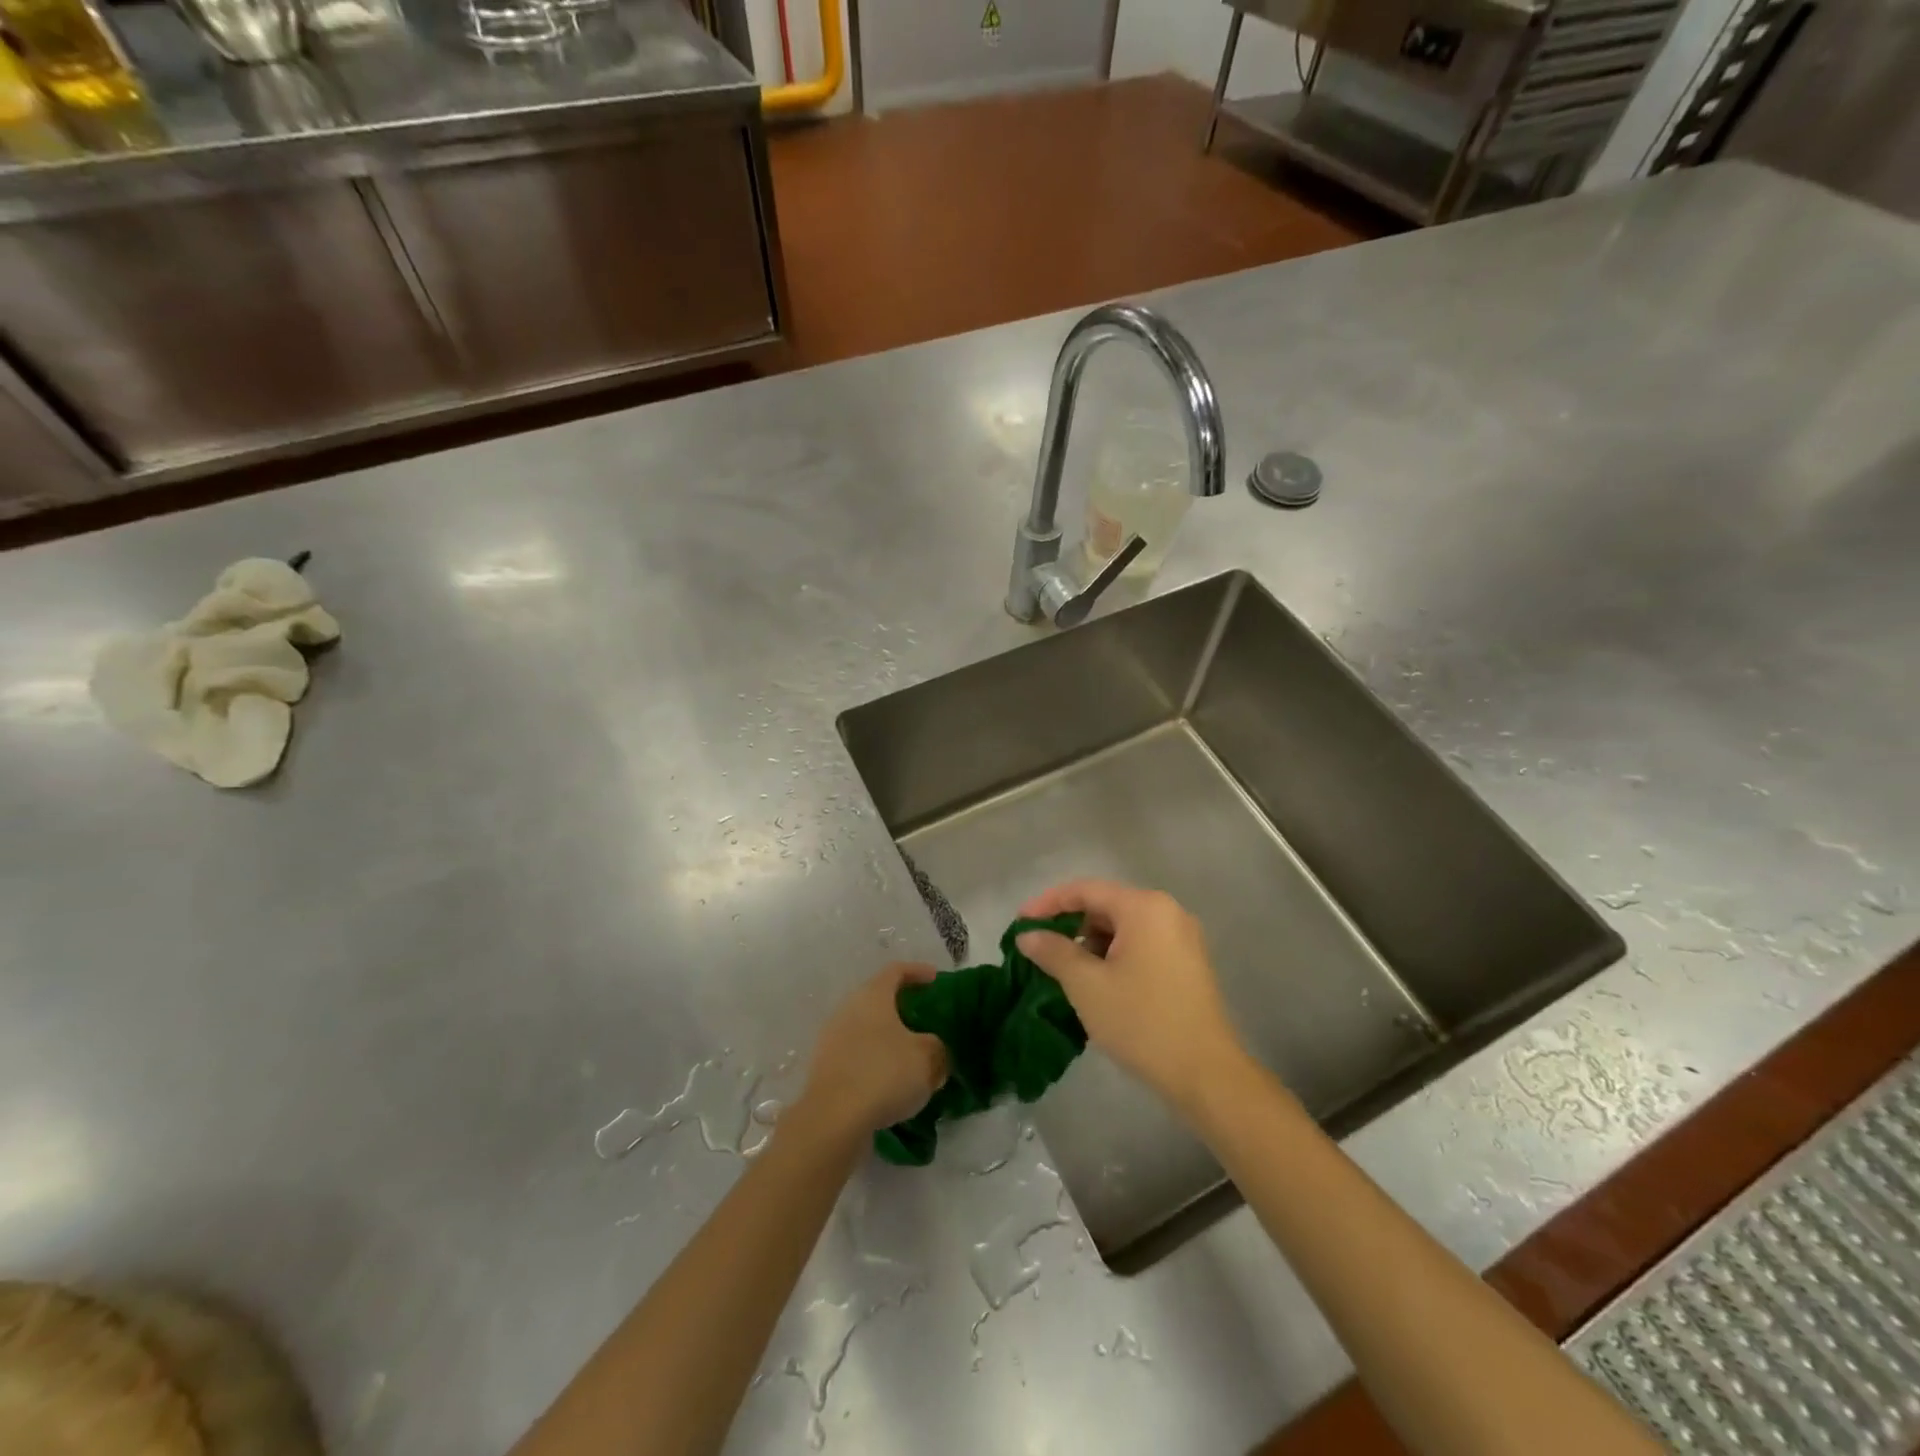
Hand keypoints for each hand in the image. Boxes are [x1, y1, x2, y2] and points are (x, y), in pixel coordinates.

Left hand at [794, 964, 948, 1138]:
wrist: (833, 1120)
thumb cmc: (884, 1074)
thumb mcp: (927, 1058)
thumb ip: (937, 1048)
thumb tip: (934, 1050)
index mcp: (872, 996)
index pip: (896, 970)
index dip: (918, 971)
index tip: (935, 978)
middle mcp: (848, 1010)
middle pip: (877, 999)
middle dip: (901, 1007)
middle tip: (924, 1018)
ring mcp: (832, 1039)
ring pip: (866, 1029)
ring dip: (887, 1038)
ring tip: (910, 1055)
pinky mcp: (825, 1069)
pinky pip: (856, 1055)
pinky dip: (874, 1061)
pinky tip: (890, 1082)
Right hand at [1017, 880, 1241, 1107]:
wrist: (1206, 1074)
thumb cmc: (1142, 1022)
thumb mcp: (1087, 985)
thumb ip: (1053, 952)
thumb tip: (1028, 935)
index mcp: (1144, 907)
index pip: (1085, 890)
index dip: (1048, 903)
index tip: (1020, 924)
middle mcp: (1167, 911)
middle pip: (1106, 905)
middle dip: (1070, 925)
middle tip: (1040, 950)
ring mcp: (1182, 937)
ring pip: (1123, 927)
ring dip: (1091, 943)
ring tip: (1065, 972)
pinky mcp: (1188, 963)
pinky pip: (1141, 944)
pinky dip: (1114, 955)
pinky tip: (1097, 982)